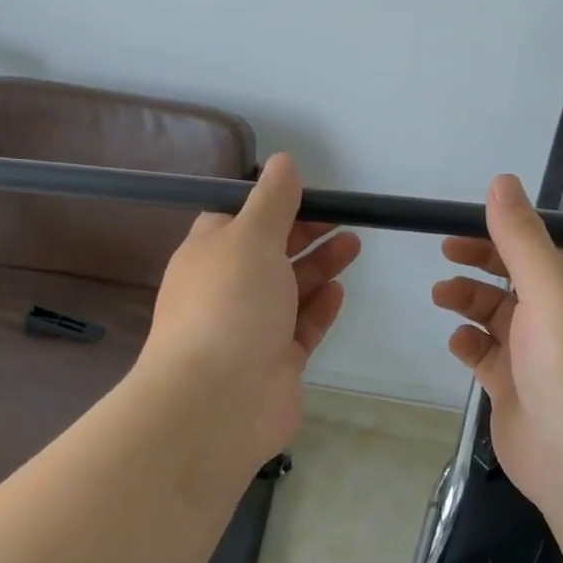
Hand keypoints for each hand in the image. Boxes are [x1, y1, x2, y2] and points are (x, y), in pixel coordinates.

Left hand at [137, 152, 359, 467]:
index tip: (311, 196)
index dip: (273, 205)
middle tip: (344, 220)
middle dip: (305, 234)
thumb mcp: (251, 236)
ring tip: (354, 245)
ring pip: (289, 290)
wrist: (217, 401)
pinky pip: (300, 329)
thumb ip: (273, 199)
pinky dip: (318, 308)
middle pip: (269, 254)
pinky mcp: (274, 363)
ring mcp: (250, 328)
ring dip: (319, 266)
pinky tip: (338, 292)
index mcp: (209, 254)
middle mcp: (226, 289)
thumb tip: (283, 161)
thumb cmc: (230, 304)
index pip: (238, 220)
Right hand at [432, 174, 562, 507]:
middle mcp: (562, 315)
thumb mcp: (550, 288)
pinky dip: (468, 343)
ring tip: (441, 295)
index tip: (468, 220)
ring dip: (468, 299)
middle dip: (481, 261)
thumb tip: (502, 181)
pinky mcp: (513, 385)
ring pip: (495, 313)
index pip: (543, 244)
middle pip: (515, 275)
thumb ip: (521, 236)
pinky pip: (484, 353)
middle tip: (445, 251)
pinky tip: (459, 343)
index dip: (507, 229)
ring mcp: (536, 353)